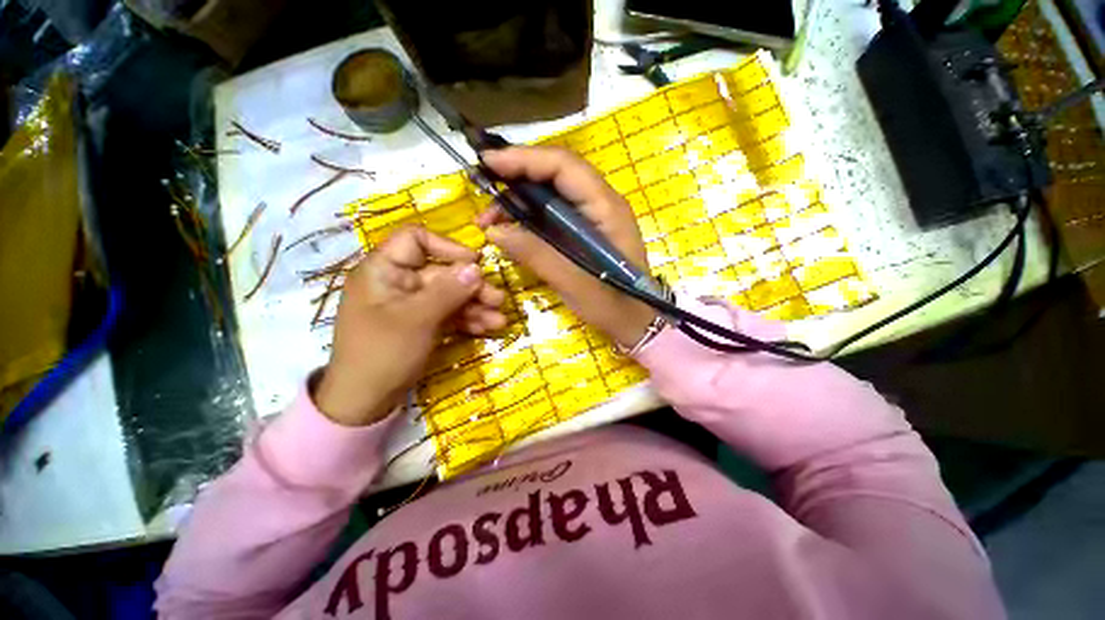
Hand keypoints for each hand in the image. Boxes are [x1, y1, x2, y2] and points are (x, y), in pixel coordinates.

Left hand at [315, 226, 505, 425]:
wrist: (366, 402)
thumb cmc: (382, 353)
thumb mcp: (417, 319)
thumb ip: (448, 291)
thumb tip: (477, 267)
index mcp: (383, 270)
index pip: (415, 239)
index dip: (447, 247)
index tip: (475, 263)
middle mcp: (399, 282)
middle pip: (442, 272)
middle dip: (472, 287)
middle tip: (499, 299)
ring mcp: (412, 304)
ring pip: (450, 295)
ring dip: (476, 306)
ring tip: (500, 320)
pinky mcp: (423, 322)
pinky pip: (449, 313)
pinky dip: (468, 320)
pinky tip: (488, 328)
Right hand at [478, 146, 657, 347]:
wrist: (635, 322)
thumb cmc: (612, 305)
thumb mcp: (573, 282)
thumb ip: (536, 254)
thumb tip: (495, 230)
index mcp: (606, 208)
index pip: (564, 166)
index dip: (525, 158)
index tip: (488, 162)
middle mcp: (600, 203)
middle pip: (555, 174)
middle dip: (516, 178)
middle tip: (483, 194)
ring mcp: (592, 216)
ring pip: (551, 193)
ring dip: (518, 201)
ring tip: (490, 221)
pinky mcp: (583, 231)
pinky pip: (552, 214)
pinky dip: (528, 218)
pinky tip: (510, 230)